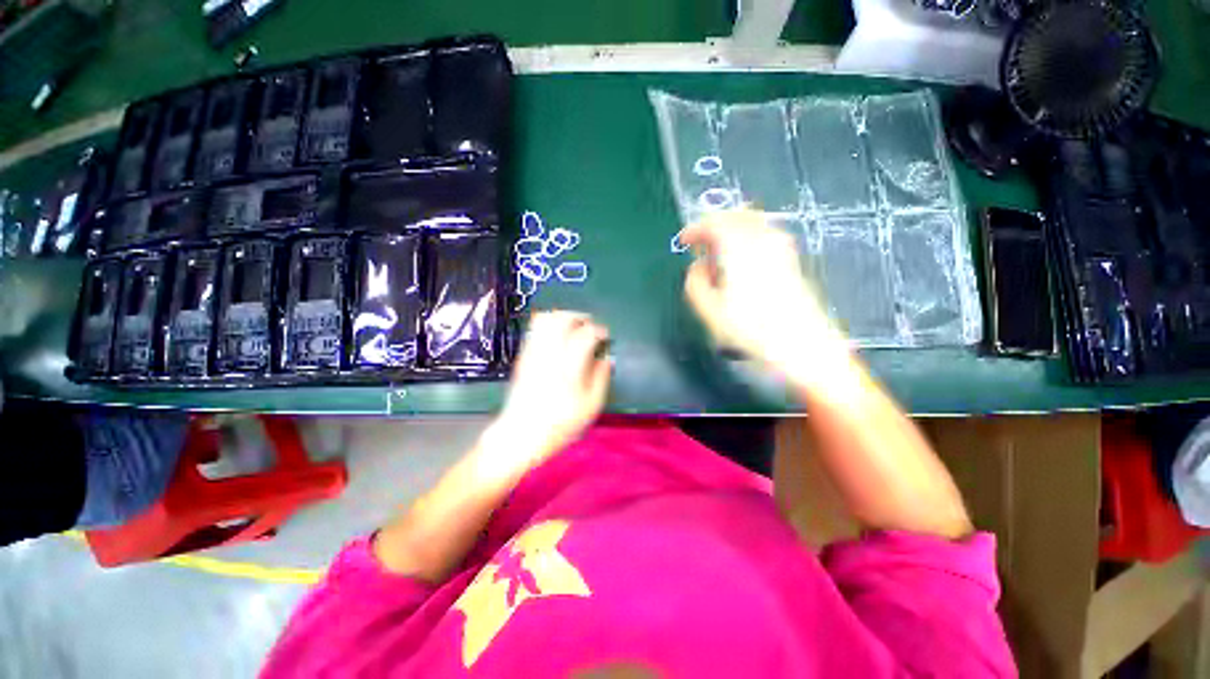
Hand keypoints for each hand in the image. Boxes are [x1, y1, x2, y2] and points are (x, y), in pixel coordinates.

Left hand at [489, 311, 611, 471]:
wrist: (520, 435)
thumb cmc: (559, 425)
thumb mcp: (590, 407)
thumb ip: (601, 378)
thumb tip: (606, 358)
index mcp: (569, 366)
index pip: (586, 334)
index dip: (599, 330)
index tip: (605, 336)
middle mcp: (549, 354)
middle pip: (563, 319)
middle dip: (579, 317)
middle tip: (589, 325)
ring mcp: (532, 353)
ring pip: (545, 320)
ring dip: (562, 317)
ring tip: (573, 326)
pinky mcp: (523, 356)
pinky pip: (534, 330)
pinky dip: (548, 325)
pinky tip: (557, 336)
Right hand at [682, 209, 848, 382]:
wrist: (802, 344)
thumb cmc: (752, 330)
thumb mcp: (710, 311)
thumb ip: (695, 283)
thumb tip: (697, 266)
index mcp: (739, 249)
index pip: (714, 222)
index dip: (695, 229)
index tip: (684, 242)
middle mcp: (762, 240)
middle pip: (735, 215)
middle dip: (713, 226)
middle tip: (699, 247)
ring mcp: (780, 247)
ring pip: (751, 222)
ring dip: (730, 230)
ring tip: (718, 255)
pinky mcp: (790, 258)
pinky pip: (764, 233)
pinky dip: (747, 237)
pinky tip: (741, 261)